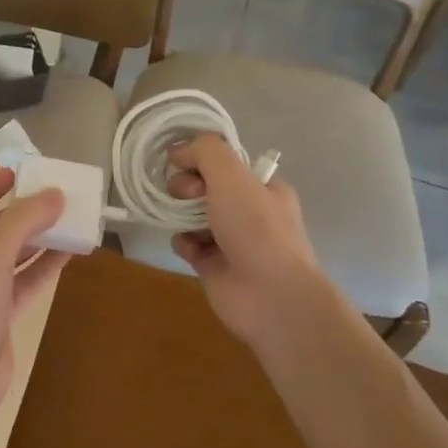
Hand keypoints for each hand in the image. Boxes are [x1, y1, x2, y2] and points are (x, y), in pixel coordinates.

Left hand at [0, 168, 69, 444]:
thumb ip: (23, 221)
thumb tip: (55, 195)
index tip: (19, 172)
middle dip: (20, 214)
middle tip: (53, 196)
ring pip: (8, 256)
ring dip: (36, 240)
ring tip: (70, 220)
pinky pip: (20, 283)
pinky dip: (41, 268)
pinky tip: (69, 254)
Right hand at [165, 134, 329, 354]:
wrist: (271, 296)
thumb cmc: (256, 228)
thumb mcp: (232, 175)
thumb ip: (204, 151)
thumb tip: (177, 150)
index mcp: (263, 188)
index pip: (225, 164)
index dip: (201, 160)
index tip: (186, 166)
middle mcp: (250, 213)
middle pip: (205, 188)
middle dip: (187, 187)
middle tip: (186, 195)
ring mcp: (232, 241)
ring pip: (193, 216)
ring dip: (181, 215)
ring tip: (182, 222)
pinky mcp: (215, 267)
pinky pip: (189, 245)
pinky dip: (184, 243)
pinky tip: (189, 248)